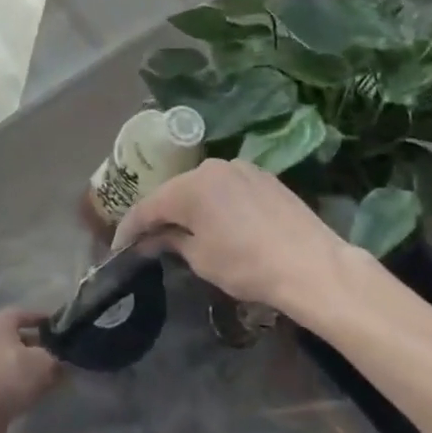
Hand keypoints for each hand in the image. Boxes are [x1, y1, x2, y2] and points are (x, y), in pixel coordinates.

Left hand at [0, 308, 61, 431]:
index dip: (46, 320)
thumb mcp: (45, 363)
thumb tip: (61, 362)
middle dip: (42, 346)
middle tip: (62, 355)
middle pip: (21, 337)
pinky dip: (24, 380)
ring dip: (34, 366)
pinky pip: (9, 376)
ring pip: (16, 358)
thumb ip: (58, 358)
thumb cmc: (11, 377)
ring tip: (55, 375)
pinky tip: (38, 390)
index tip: (63, 330)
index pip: (26, 314)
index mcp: (0, 323)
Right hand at [113, 158, 366, 324]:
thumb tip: (152, 240)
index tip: (119, 247)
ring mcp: (241, 168)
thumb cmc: (248, 265)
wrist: (312, 265)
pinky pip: (227, 188)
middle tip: (147, 239)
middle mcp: (212, 167)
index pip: (147, 207)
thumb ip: (171, 242)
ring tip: (181, 231)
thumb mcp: (201, 258)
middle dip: (159, 215)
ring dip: (188, 207)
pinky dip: (215, 204)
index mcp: (190, 185)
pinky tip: (216, 223)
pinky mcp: (264, 177)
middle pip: (174, 192)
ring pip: (201, 187)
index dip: (129, 228)